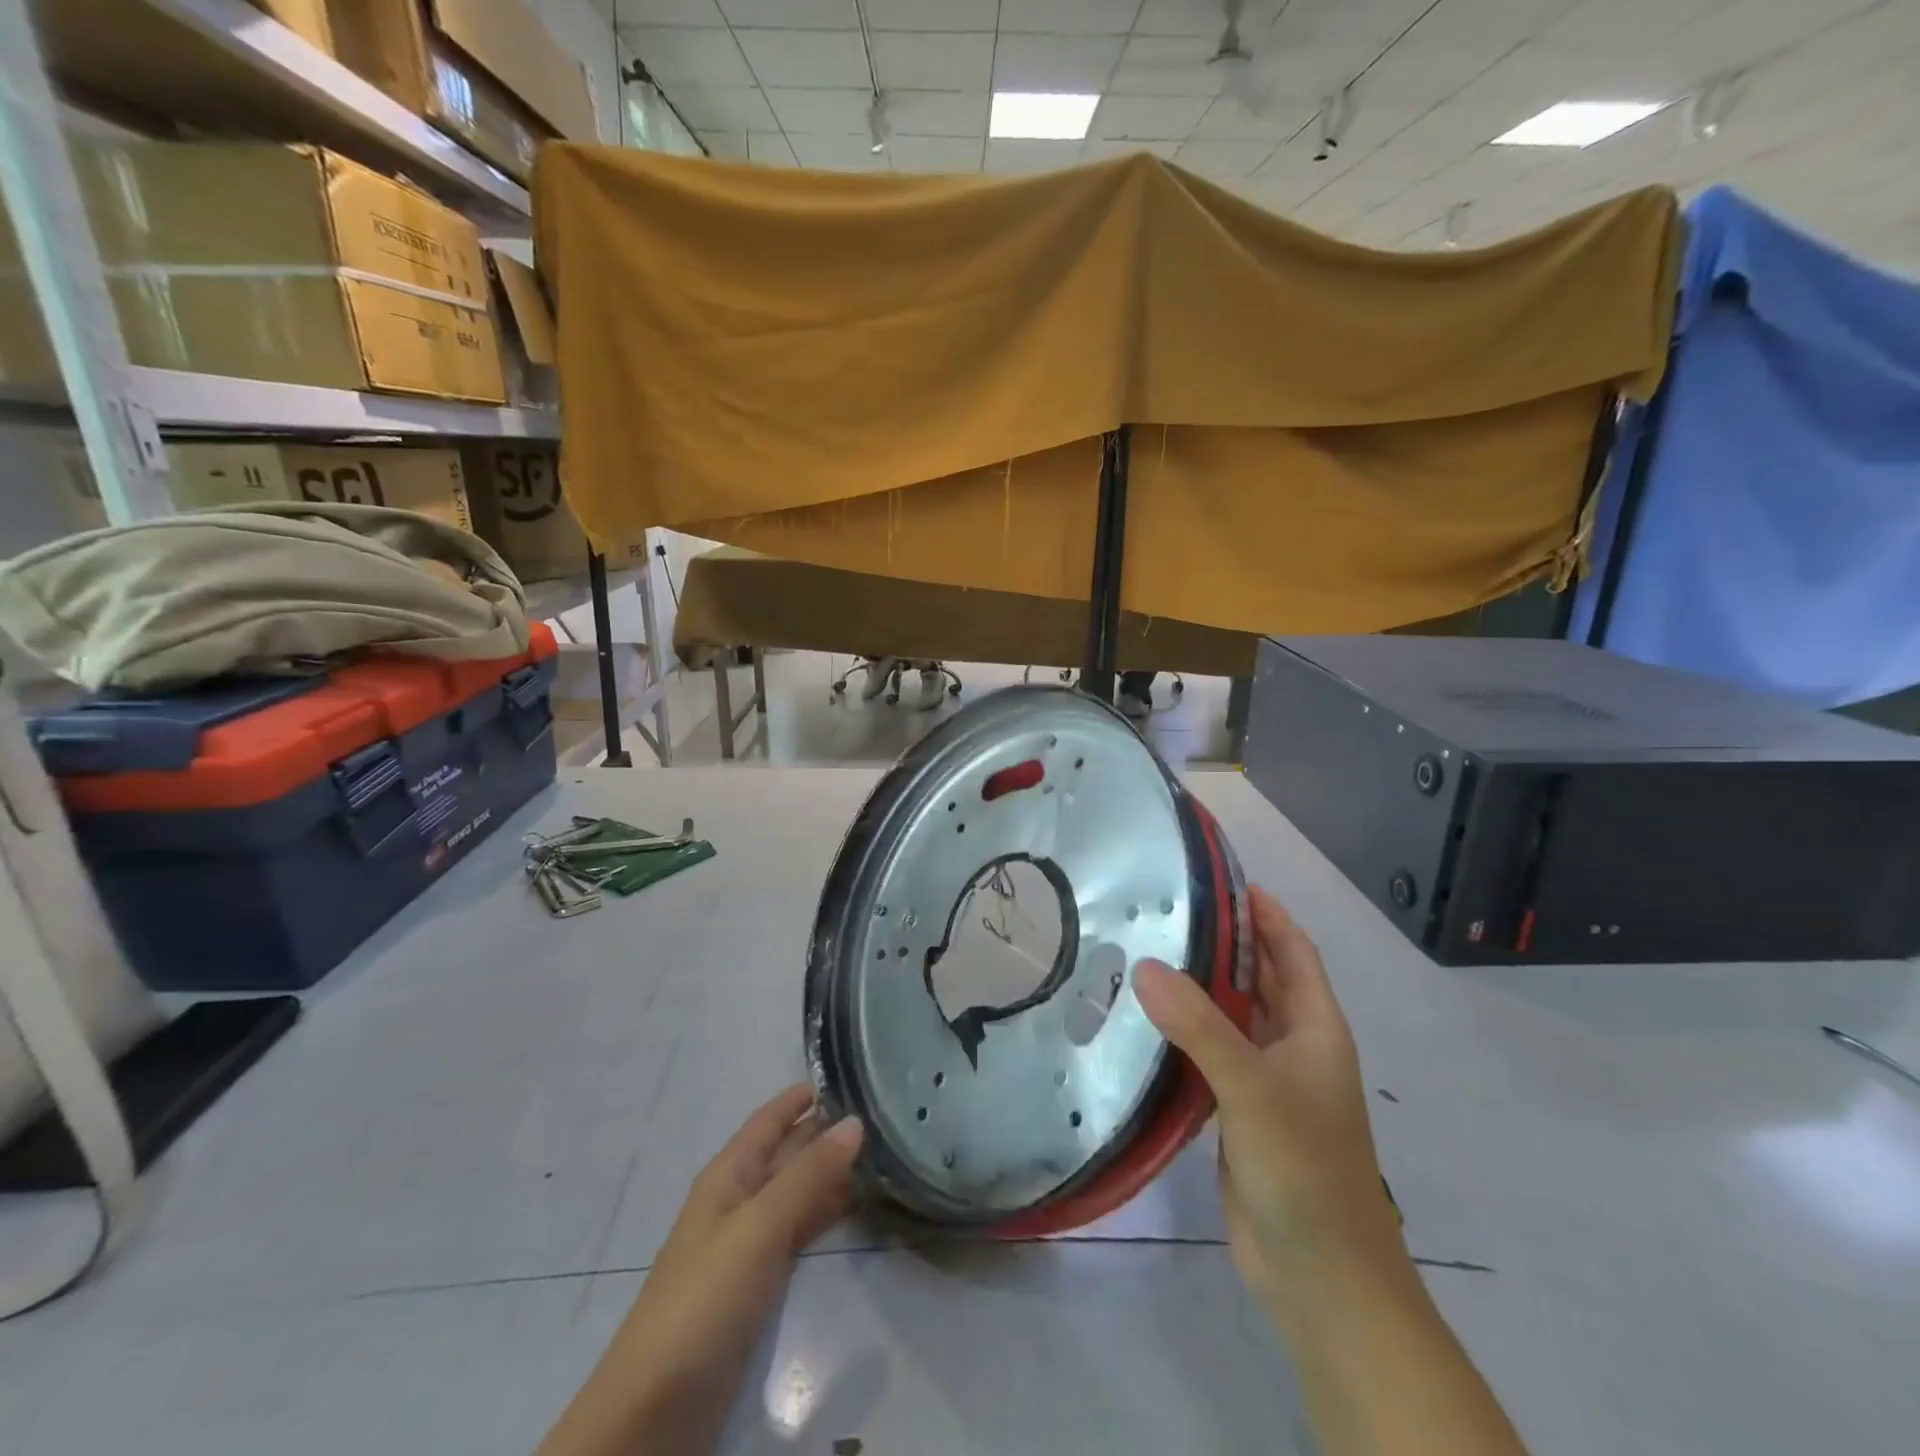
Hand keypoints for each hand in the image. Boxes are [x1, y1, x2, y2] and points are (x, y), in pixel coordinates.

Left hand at [539, 1086, 863, 1455]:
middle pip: (786, 1153)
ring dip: (831, 1174)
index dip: (802, 1096)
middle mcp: (738, 1199)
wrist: (655, 1411)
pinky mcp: (758, 1284)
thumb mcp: (759, 1228)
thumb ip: (807, 1175)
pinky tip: (857, 1209)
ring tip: (883, 1154)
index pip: (769, 1119)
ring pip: (796, 1191)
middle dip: (826, 1132)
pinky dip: (826, 1214)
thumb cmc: (703, 1300)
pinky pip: (799, 1231)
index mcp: (728, 1175)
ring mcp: (748, 1243)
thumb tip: (855, 1122)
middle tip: (883, 1113)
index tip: (849, 1074)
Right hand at [1134, 886, 1403, 1318]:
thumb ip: (1199, 1025)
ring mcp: (1266, 1082)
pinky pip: (1209, 1057)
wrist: (1320, 1279)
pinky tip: (1142, 1022)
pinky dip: (1183, 1034)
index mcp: (1315, 1029)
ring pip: (1230, 1018)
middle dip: (1224, 944)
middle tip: (1165, 911)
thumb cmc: (1304, 1169)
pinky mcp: (1238, 1114)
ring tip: (1144, 953)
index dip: (1266, 914)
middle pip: (1259, 979)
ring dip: (1199, 989)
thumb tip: (1144, 965)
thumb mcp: (1253, 1087)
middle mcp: (1293, 1047)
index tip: (1222, 880)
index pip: (1293, 952)